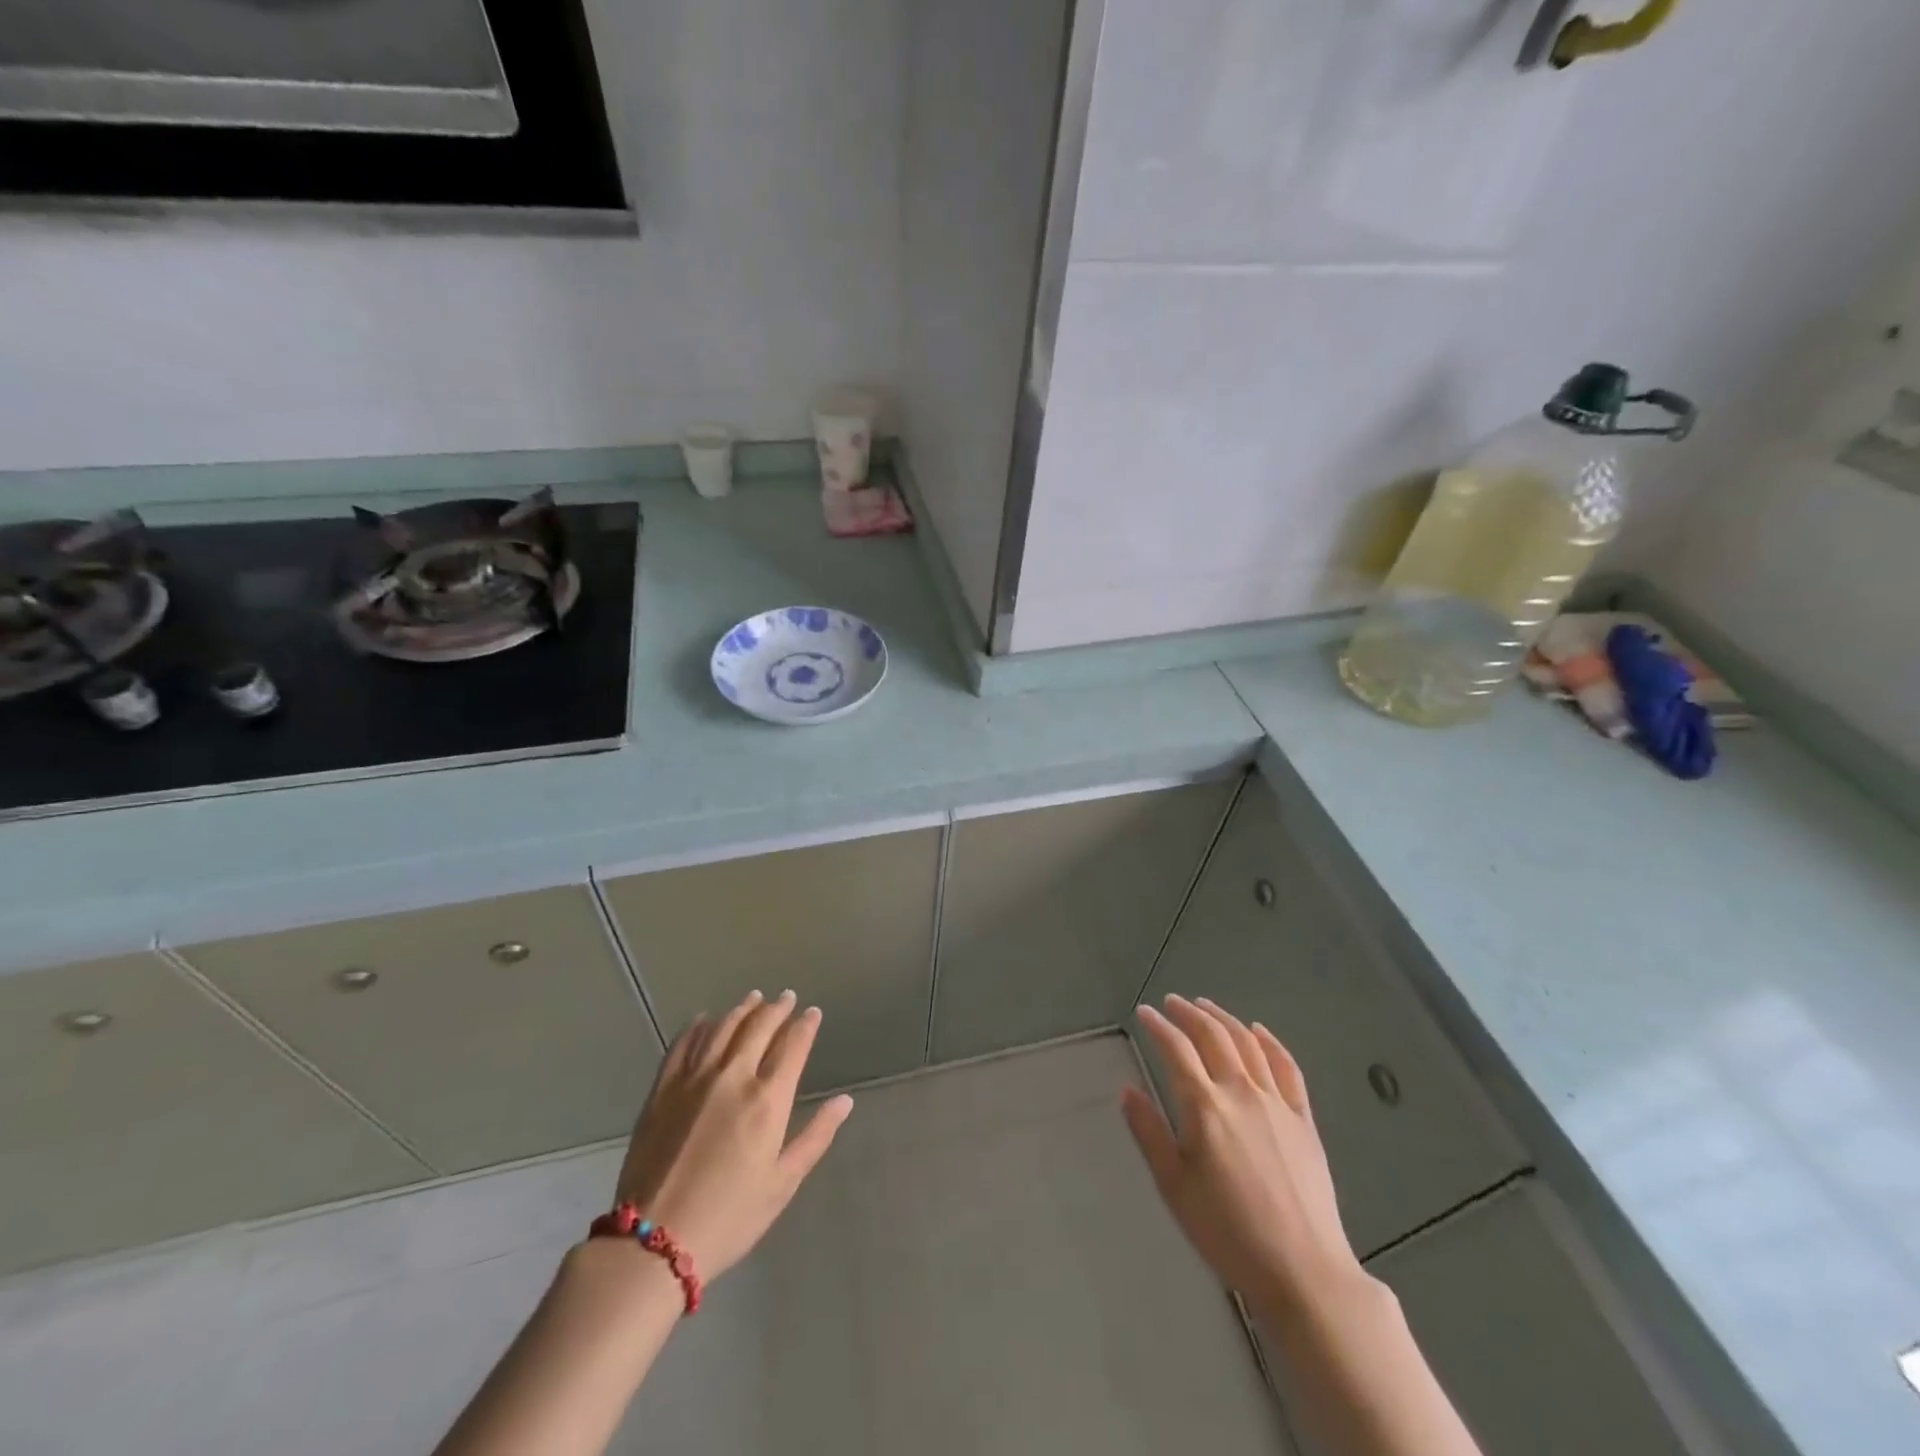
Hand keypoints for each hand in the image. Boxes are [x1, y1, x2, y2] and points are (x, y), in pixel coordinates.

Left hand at [613, 990, 852, 1282]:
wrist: (653, 1243)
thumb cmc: (729, 1217)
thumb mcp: (782, 1184)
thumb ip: (815, 1137)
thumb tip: (845, 1101)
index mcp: (767, 1100)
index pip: (793, 1046)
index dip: (805, 1025)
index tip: (813, 1012)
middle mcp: (733, 1077)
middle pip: (759, 1028)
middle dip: (777, 1009)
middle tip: (787, 997)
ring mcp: (694, 1080)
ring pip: (723, 1028)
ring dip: (742, 1009)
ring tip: (754, 998)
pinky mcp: (662, 1090)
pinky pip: (683, 1044)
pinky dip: (698, 1026)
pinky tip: (705, 1019)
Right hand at [1122, 995, 1363, 1316]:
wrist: (1303, 1270)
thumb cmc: (1227, 1231)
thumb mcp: (1173, 1186)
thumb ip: (1149, 1133)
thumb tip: (1128, 1090)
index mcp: (1205, 1106)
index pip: (1176, 1049)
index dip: (1158, 1026)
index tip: (1144, 1012)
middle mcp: (1240, 1091)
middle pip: (1213, 1036)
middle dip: (1189, 1013)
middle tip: (1172, 1002)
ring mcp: (1276, 1102)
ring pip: (1248, 1043)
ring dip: (1224, 1018)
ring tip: (1206, 1005)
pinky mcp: (1304, 1119)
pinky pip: (1287, 1067)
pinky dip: (1270, 1042)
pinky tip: (1259, 1031)